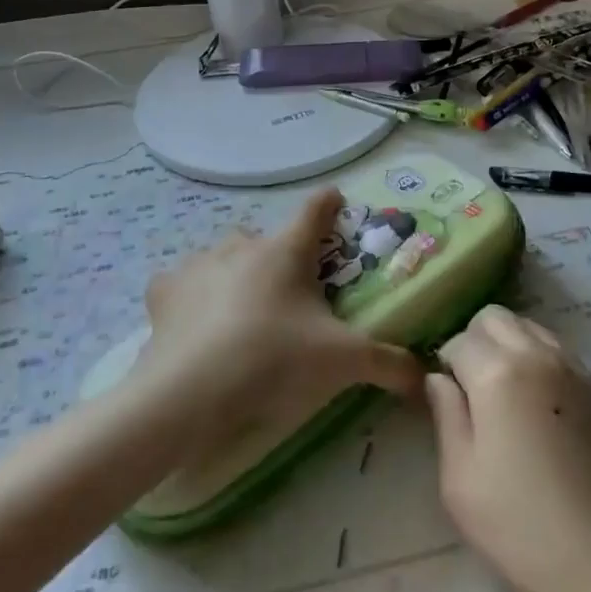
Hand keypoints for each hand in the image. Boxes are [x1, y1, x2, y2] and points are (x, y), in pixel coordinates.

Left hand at [132, 187, 422, 450]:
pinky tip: (194, 320)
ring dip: (234, 273)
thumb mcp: (343, 362)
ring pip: (222, 256)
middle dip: (277, 256)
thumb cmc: (274, 360)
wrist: (190, 392)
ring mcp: (199, 264)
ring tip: (241, 312)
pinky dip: (190, 295)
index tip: (335, 199)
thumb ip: (389, 365)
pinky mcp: (165, 291)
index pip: (315, 210)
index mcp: (286, 251)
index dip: (329, 203)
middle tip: (287, 293)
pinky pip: (181, 283)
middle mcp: (242, 246)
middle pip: (265, 238)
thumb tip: (425, 380)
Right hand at [427, 305, 590, 591]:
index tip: (445, 401)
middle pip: (492, 317)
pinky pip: (551, 345)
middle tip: (469, 391)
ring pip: (524, 325)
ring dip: (504, 344)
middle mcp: (535, 354)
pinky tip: (531, 401)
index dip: (445, 367)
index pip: (458, 341)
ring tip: (500, 395)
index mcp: (498, 373)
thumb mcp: (460, 480)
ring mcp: (570, 366)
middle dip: (473, 341)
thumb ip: (446, 415)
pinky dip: (532, 354)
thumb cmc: (522, 526)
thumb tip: (438, 379)